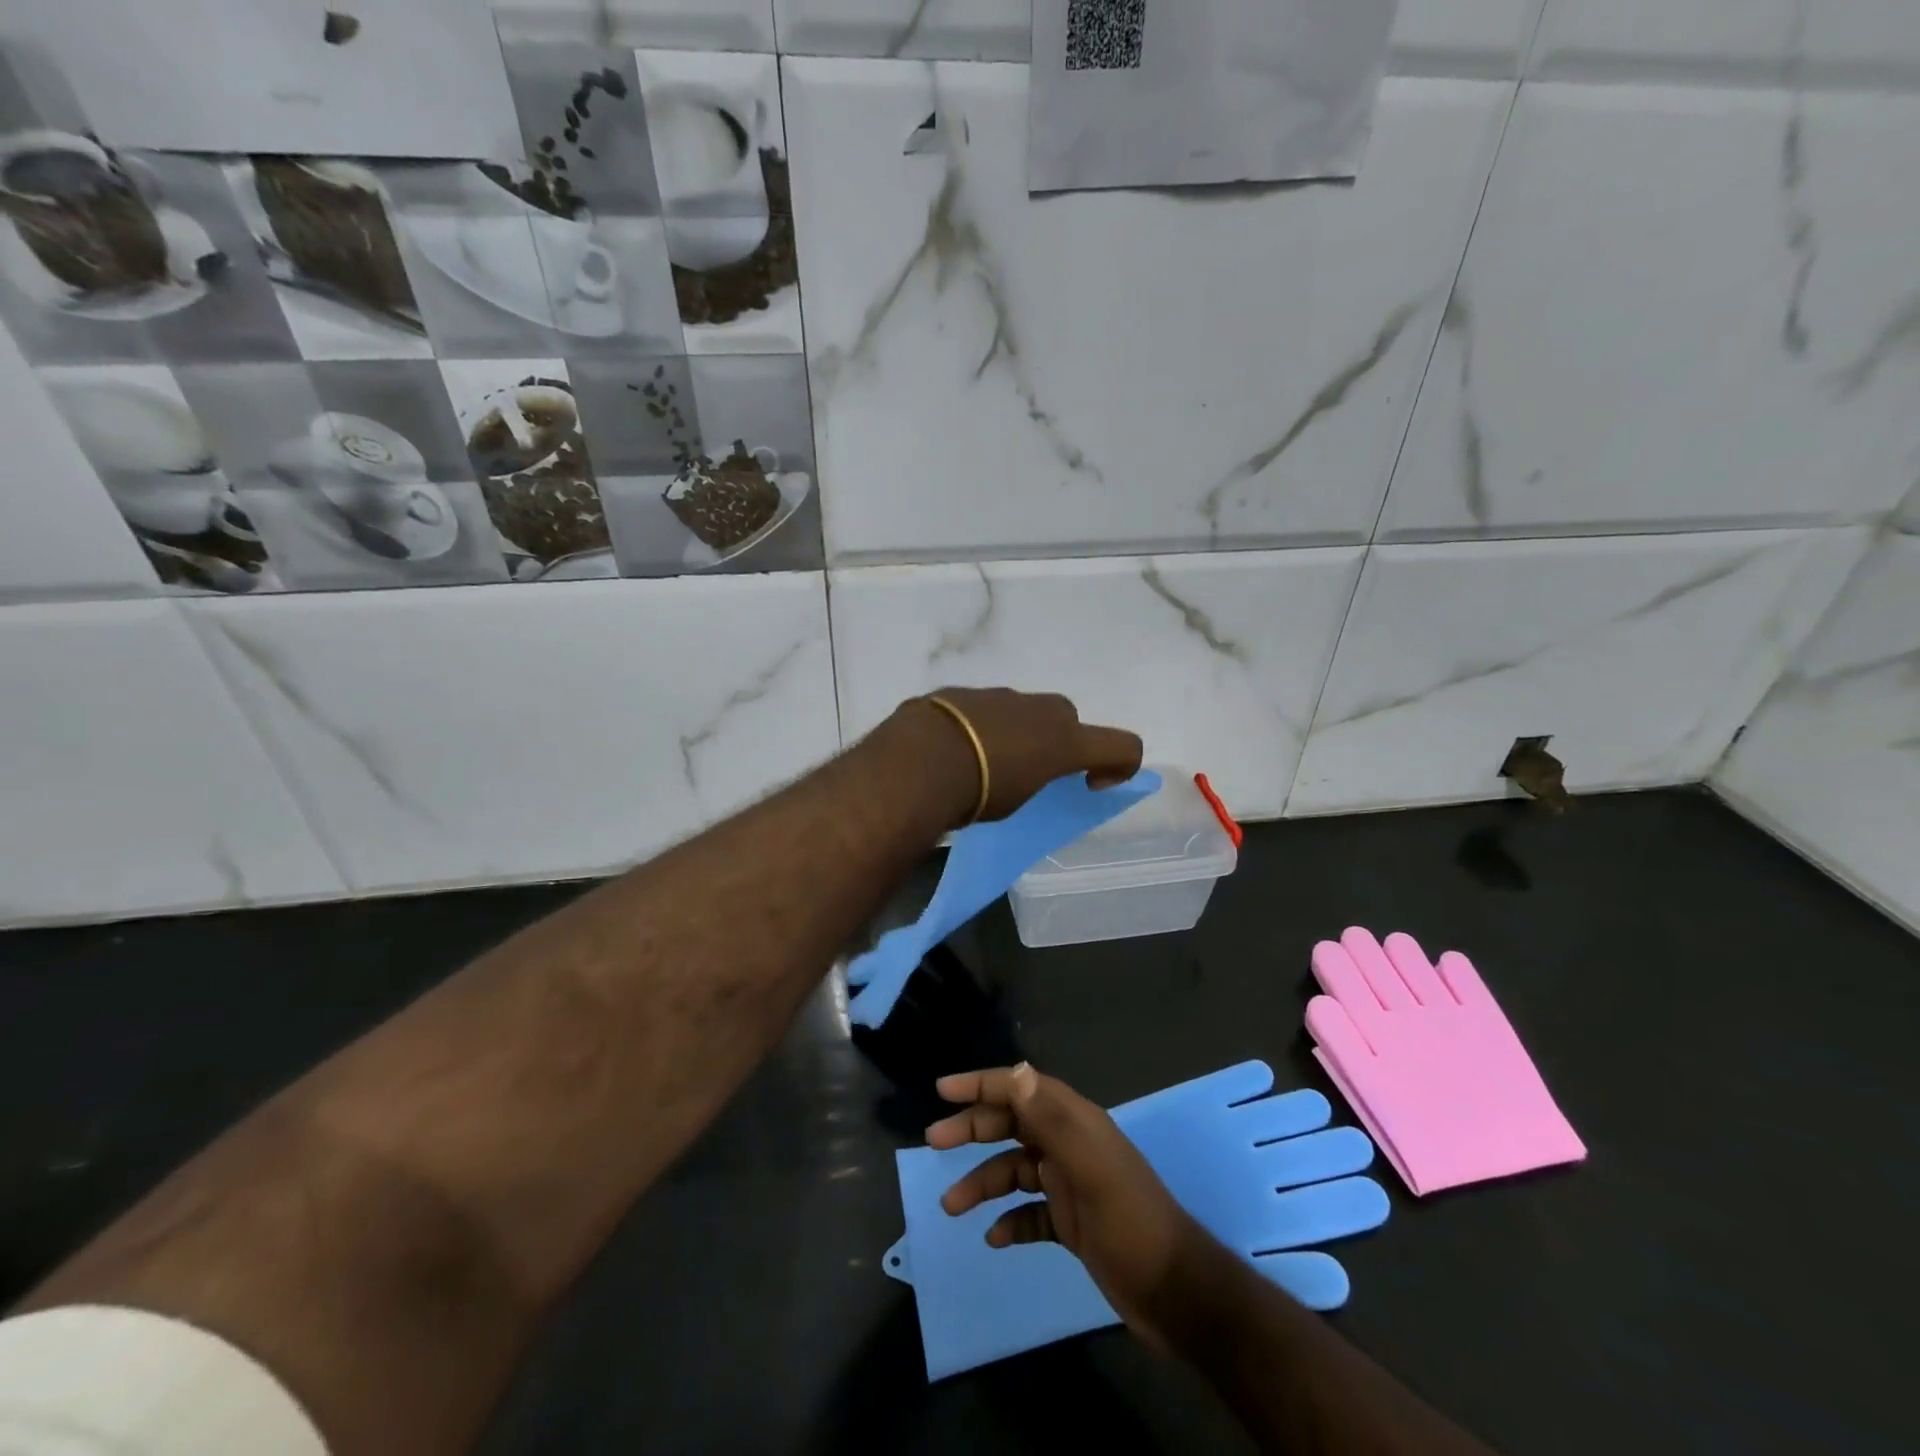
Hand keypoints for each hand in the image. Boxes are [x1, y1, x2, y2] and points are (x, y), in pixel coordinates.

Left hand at [900, 688, 1144, 824]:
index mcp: (1064, 739)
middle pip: (1067, 719)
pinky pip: (984, 708)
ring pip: (1023, 709)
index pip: (1123, 745)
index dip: (1119, 766)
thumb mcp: (1017, 801)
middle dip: (1057, 742)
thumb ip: (1034, 779)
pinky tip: (953, 749)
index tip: (1088, 785)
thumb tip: (1021, 771)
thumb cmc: (978, 792)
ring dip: (1016, 731)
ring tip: (984, 763)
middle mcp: (1039, 709)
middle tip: (1029, 773)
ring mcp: (999, 695)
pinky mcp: (962, 692)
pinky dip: (979, 725)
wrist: (918, 761)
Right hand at [928, 1063, 1202, 1342]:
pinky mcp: (1072, 1222)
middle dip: (973, 1129)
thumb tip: (1016, 1071)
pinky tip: (994, 1238)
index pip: (1022, 1088)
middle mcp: (1070, 1145)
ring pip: (1015, 1171)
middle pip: (1012, 1124)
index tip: (943, 1089)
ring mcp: (1071, 1184)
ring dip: (983, 1182)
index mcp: (1076, 1123)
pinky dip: (1009, 1220)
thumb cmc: (1130, 1223)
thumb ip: (1051, 1119)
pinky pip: (1030, 1212)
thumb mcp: (1091, 1168)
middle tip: (934, 1142)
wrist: (1175, 1294)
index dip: (983, 1084)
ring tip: (952, 1206)